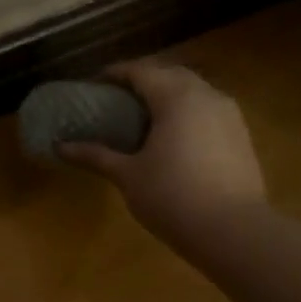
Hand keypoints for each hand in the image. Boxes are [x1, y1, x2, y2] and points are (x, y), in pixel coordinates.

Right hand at [59, 59, 266, 242]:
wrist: (232, 230)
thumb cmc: (171, 197)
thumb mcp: (127, 176)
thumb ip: (95, 155)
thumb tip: (59, 146)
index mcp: (176, 98)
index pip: (141, 71)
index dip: (115, 73)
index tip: (94, 83)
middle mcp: (206, 95)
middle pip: (170, 74)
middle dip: (144, 80)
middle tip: (118, 98)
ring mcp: (229, 115)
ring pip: (194, 91)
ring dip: (168, 95)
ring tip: (145, 117)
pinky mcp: (241, 135)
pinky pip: (208, 111)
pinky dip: (187, 113)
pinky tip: (174, 138)